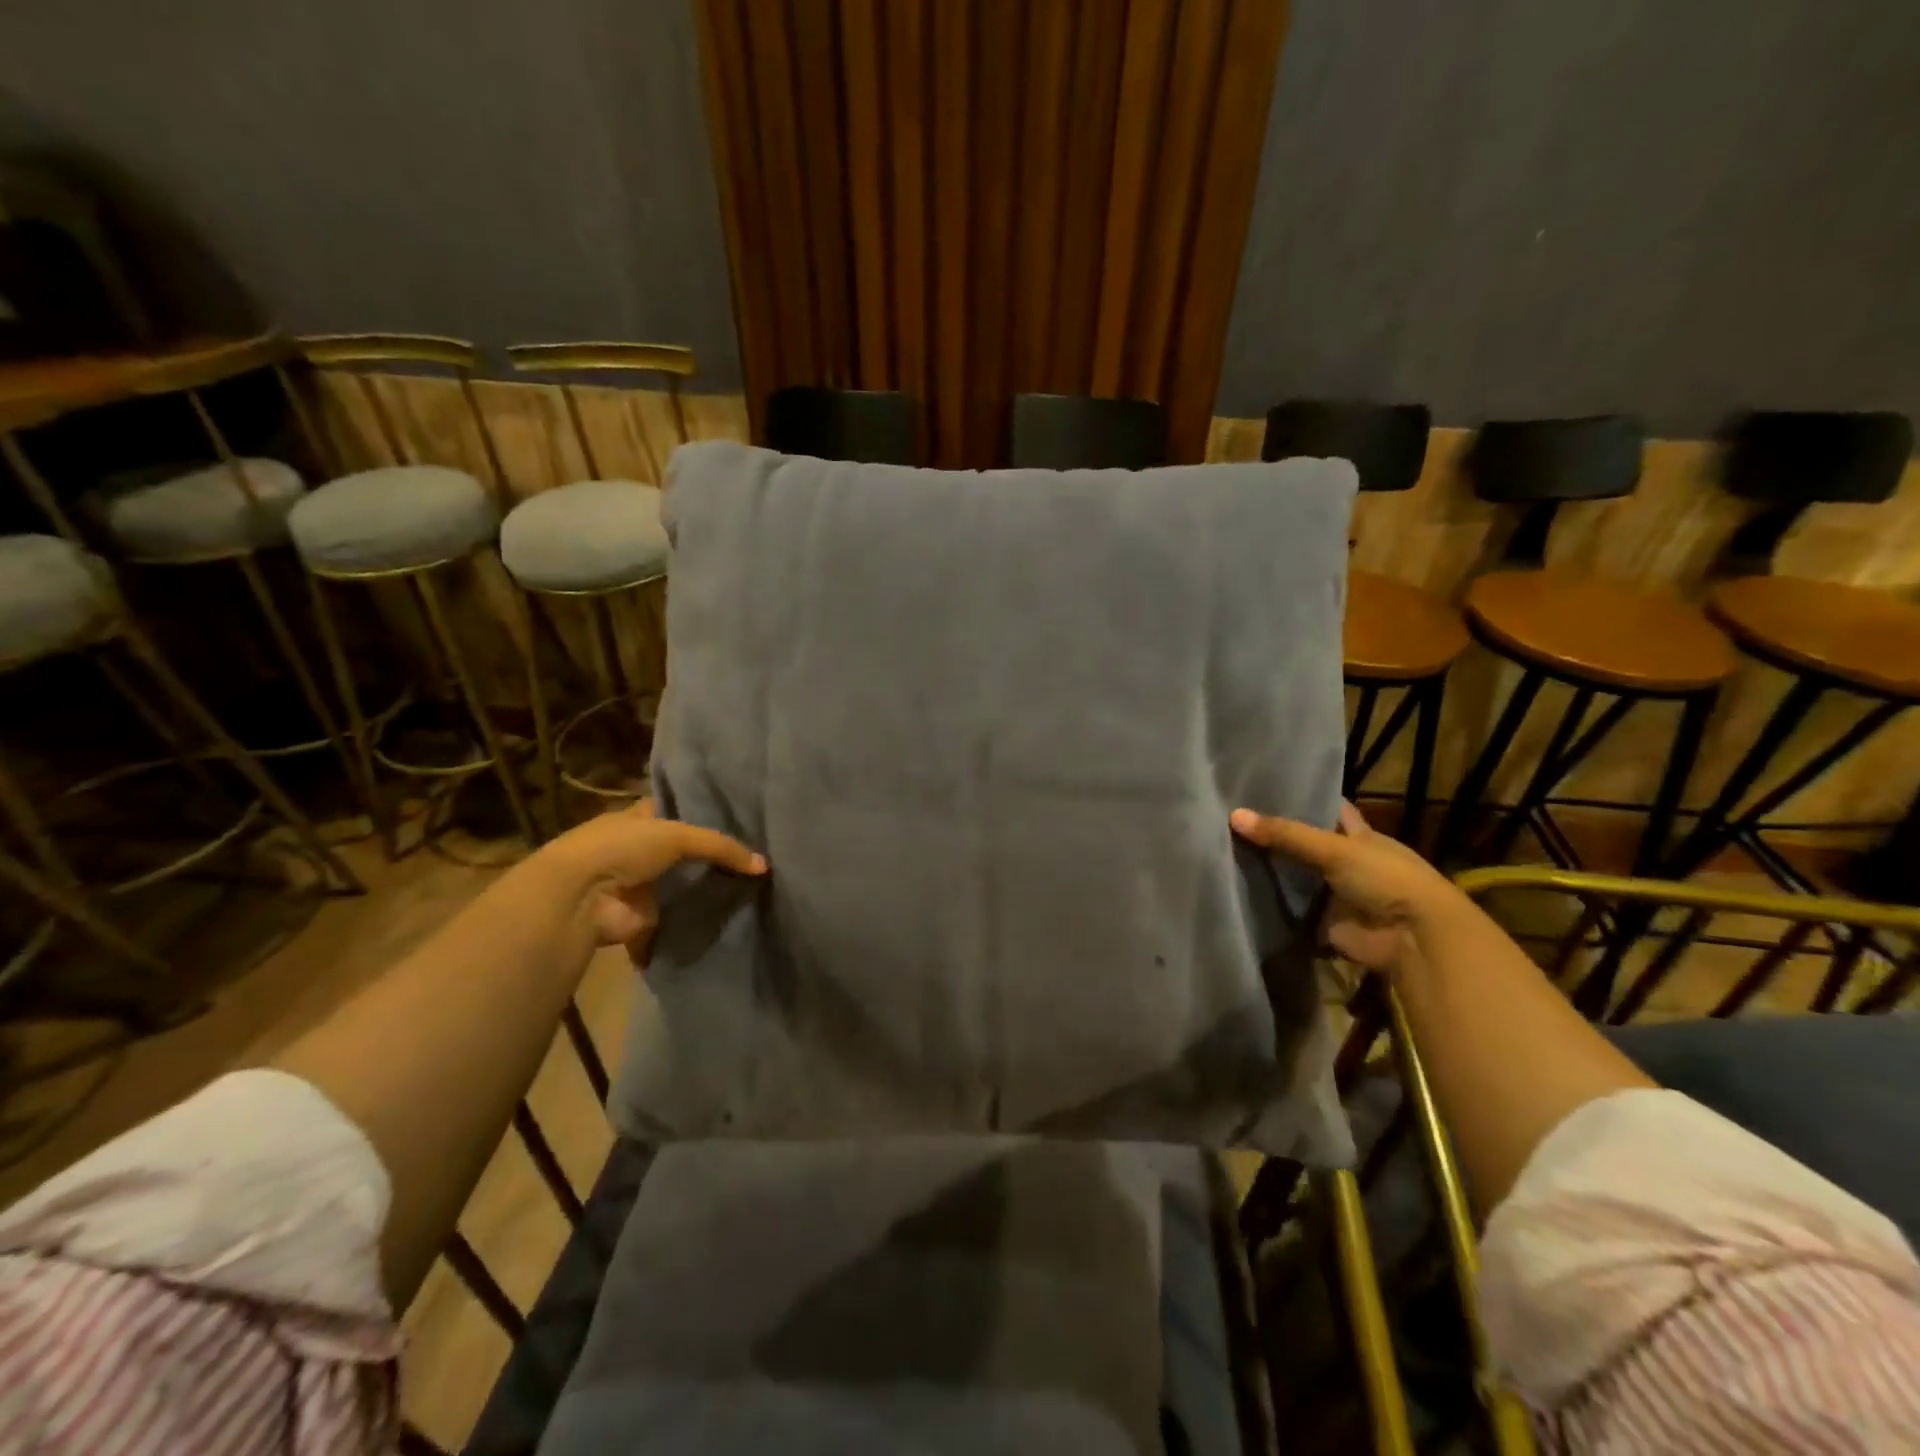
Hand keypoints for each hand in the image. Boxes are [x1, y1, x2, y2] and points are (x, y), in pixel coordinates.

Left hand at [543, 798, 765, 950]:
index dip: (704, 814)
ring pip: (683, 883)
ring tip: (752, 887)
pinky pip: (680, 915)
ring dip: (707, 888)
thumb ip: (722, 847)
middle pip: (684, 850)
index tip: (741, 819)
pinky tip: (733, 915)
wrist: (583, 897)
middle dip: (712, 856)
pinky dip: (699, 919)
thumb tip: (764, 865)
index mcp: (639, 818)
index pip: (677, 811)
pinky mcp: (645, 917)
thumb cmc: (622, 848)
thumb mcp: (677, 835)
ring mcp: (641, 884)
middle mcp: (639, 849)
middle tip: (755, 857)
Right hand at [1231, 801, 1458, 971]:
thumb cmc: (1385, 879)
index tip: (1267, 786)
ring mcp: (1336, 894)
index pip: (1330, 810)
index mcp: (1360, 836)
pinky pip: (1292, 912)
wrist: (1413, 938)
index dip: (1304, 798)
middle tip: (1231, 819)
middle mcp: (1347, 862)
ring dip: (1271, 873)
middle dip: (1275, 836)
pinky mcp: (1325, 924)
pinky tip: (1237, 892)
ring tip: (1223, 851)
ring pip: (1297, 878)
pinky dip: (1272, 907)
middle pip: (1306, 845)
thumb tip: (1233, 815)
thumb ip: (1285, 834)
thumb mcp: (1334, 848)